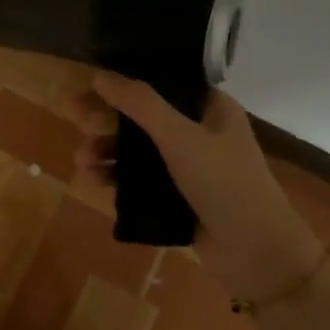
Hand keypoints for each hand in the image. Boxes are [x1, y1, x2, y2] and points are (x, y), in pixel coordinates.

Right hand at [74, 75, 322, 299]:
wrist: (256, 253)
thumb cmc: (224, 183)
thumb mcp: (180, 137)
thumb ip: (140, 104)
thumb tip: (100, 76)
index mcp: (211, 108)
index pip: (163, 82)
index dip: (127, 80)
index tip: (91, 84)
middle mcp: (201, 132)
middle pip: (145, 116)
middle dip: (109, 118)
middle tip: (73, 117)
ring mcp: (191, 167)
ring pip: (140, 150)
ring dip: (109, 151)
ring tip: (81, 160)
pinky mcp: (180, 198)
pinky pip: (142, 180)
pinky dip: (118, 178)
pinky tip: (94, 180)